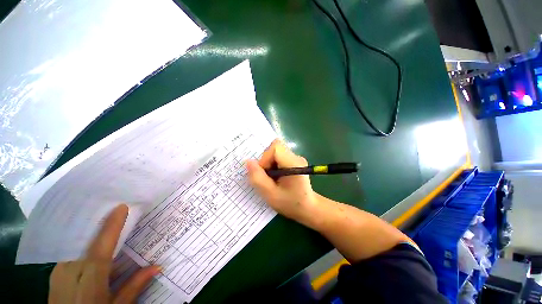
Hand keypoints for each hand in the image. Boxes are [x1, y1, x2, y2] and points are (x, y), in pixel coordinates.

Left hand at [49, 204, 159, 303]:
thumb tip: (158, 266)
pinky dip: (82, 243)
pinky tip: (90, 242)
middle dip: (100, 223)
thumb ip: (133, 286)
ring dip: (91, 232)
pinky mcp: (55, 274)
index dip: (111, 227)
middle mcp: (70, 272)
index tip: (121, 207)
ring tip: (104, 221)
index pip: (101, 248)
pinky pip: (70, 251)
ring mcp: (59, 272)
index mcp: (89, 281)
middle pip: (86, 241)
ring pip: (77, 245)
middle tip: (114, 208)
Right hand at [246, 139, 317, 224]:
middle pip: (274, 149)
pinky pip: (278, 157)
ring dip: (268, 164)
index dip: (265, 158)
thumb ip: (258, 178)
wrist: (307, 208)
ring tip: (273, 179)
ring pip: (275, 152)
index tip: (264, 174)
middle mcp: (296, 157)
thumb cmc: (290, 203)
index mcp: (294, 164)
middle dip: (266, 161)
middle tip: (268, 178)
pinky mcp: (293, 161)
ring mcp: (296, 158)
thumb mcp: (270, 195)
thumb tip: (248, 161)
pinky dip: (272, 165)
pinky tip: (276, 177)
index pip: (275, 148)